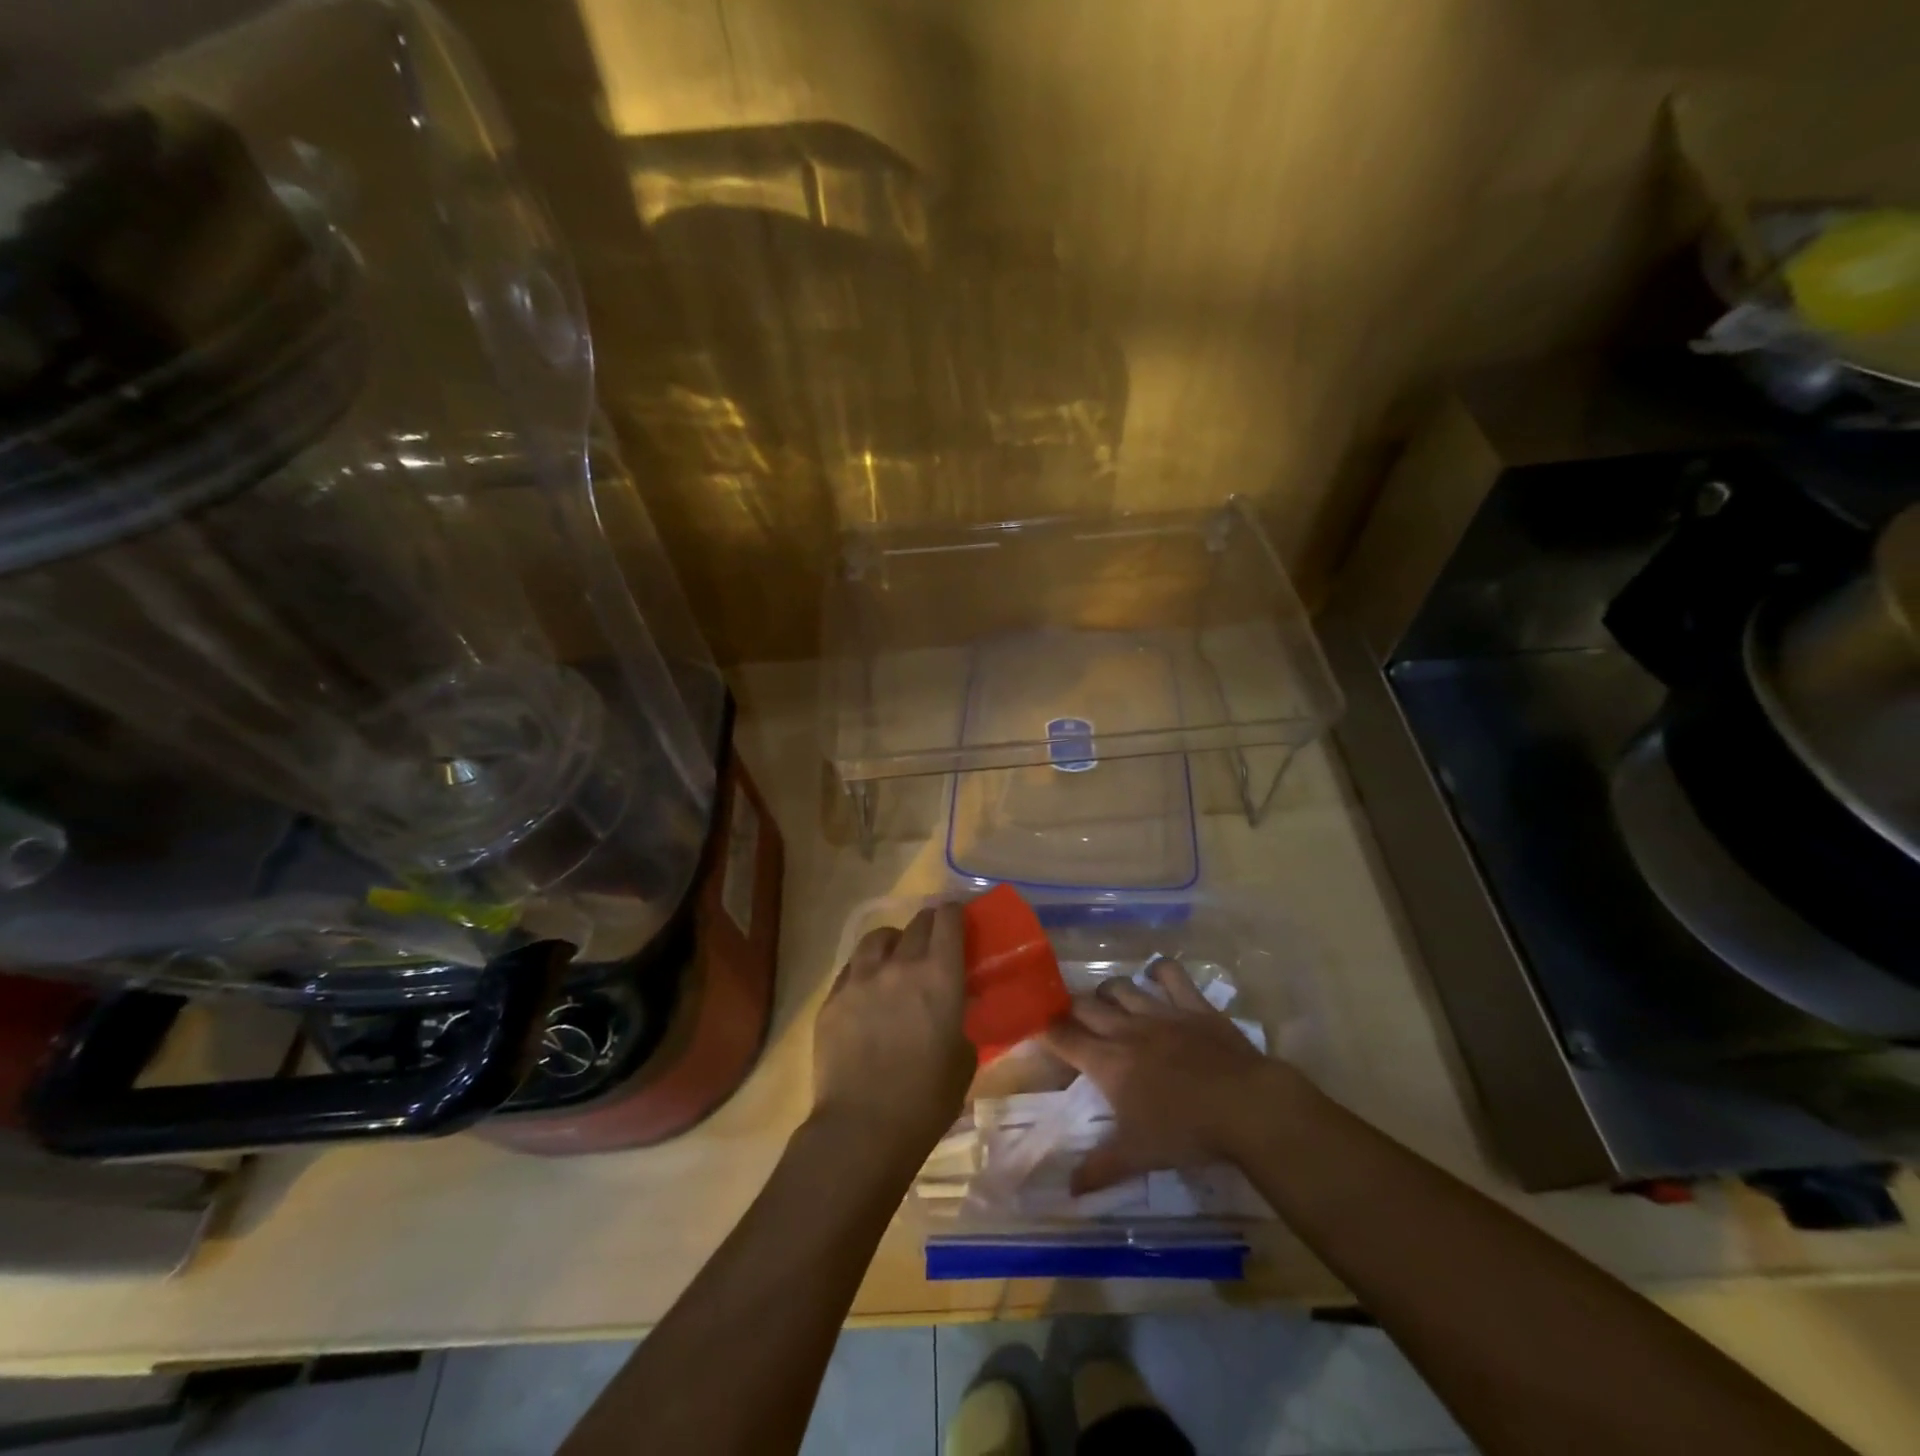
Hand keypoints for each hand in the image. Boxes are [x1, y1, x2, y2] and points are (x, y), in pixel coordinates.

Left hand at [811, 904, 974, 1159]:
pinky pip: (852, 967)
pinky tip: (868, 989)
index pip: (948, 919)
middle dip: (929, 925)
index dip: (955, 913)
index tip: (959, 918)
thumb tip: (954, 1006)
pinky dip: (865, 969)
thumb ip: (960, 1018)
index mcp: (939, 975)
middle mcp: (900, 964)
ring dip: (893, 942)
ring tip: (895, 959)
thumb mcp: (964, 1056)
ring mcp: (861, 977)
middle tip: (934, 942)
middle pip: (916, 923)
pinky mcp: (833, 997)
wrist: (864, 1127)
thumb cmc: (927, 1098)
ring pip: (878, 937)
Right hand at [1042, 958, 1306, 1192]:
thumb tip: (1069, 1191)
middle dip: (1069, 1007)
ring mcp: (1160, 1012)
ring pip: (1120, 987)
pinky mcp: (1192, 1004)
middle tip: (1067, 1016)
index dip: (1046, 1031)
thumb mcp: (1139, 1157)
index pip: (1064, 1038)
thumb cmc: (1187, 1132)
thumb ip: (1100, 1169)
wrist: (1246, 1106)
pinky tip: (1155, 975)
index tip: (1036, 1028)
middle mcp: (1126, 1029)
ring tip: (1105, 1000)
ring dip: (1107, 991)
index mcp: (1108, 1063)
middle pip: (1085, 1006)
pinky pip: (1170, 974)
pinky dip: (1159, 971)